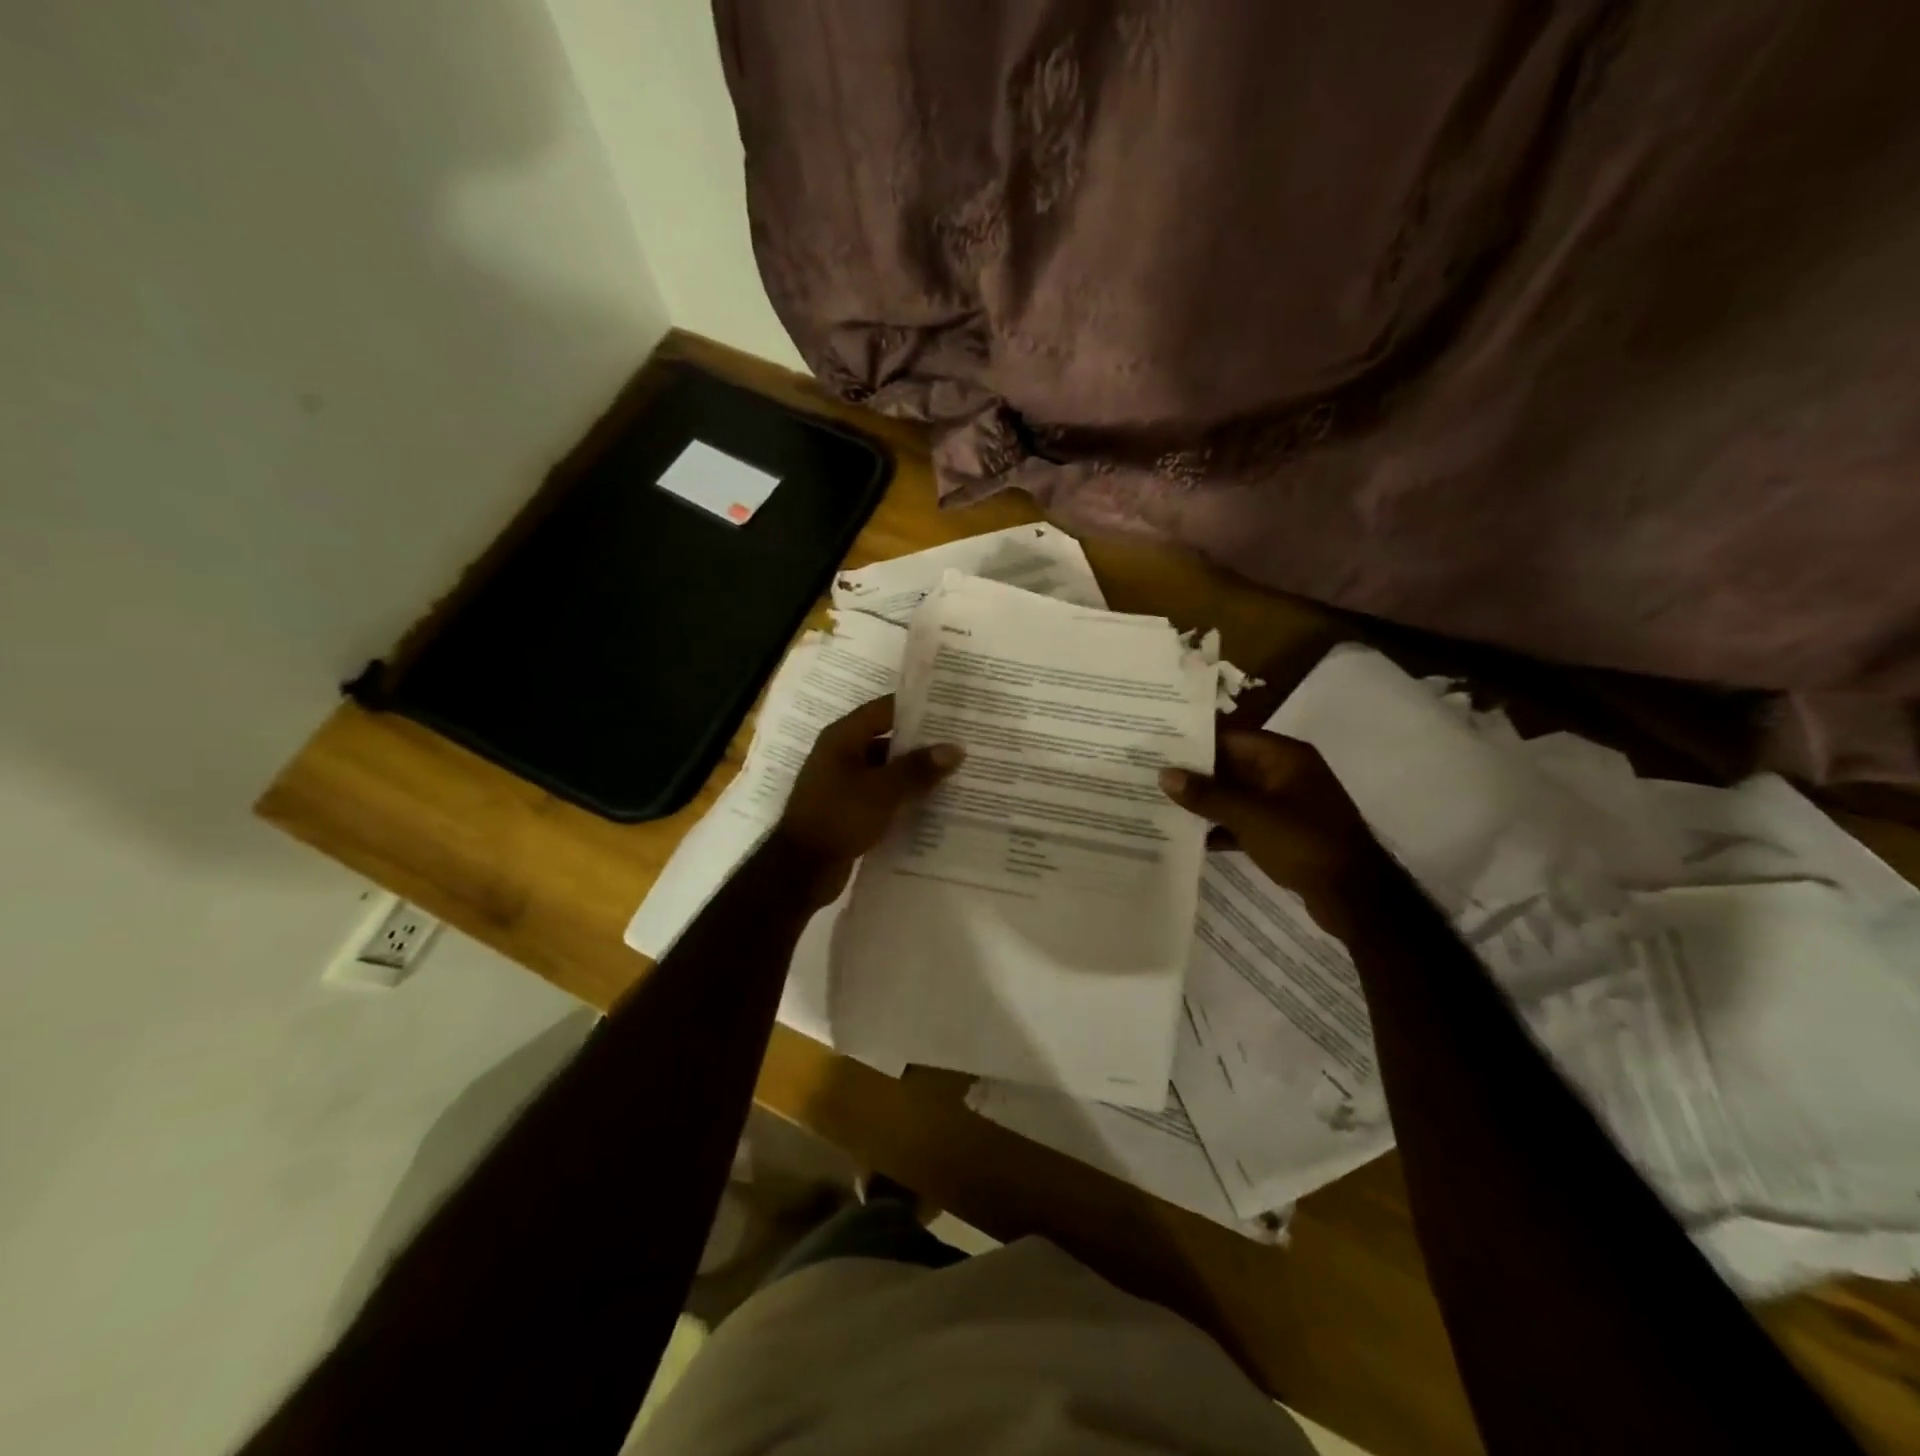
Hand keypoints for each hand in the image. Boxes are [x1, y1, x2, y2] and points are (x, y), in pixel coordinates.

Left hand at [773, 696, 963, 901]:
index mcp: (842, 738)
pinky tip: (930, 806)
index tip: (950, 711)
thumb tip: (955, 748)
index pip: (884, 710)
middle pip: (886, 740)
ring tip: (953, 776)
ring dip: (913, 775)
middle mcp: (840, 754)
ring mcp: (841, 783)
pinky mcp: (847, 810)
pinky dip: (901, 798)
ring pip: (885, 771)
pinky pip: (880, 796)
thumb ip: (919, 768)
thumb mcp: (884, 790)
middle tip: (959, 745)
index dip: (916, 709)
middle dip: (921, 745)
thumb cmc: (840, 816)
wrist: (802, 869)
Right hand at [1159, 729, 1382, 939]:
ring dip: (1205, 801)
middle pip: (1232, 765)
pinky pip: (1244, 821)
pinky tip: (1188, 837)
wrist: (1354, 896)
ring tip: (1160, 802)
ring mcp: (1287, 805)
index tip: (1158, 744)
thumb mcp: (1250, 816)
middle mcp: (1286, 774)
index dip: (1195, 740)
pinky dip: (1221, 826)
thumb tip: (1165, 774)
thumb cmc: (1304, 843)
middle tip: (1150, 773)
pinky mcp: (1284, 833)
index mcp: (1284, 757)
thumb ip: (1207, 795)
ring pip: (1236, 795)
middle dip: (1195, 773)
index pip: (1231, 737)